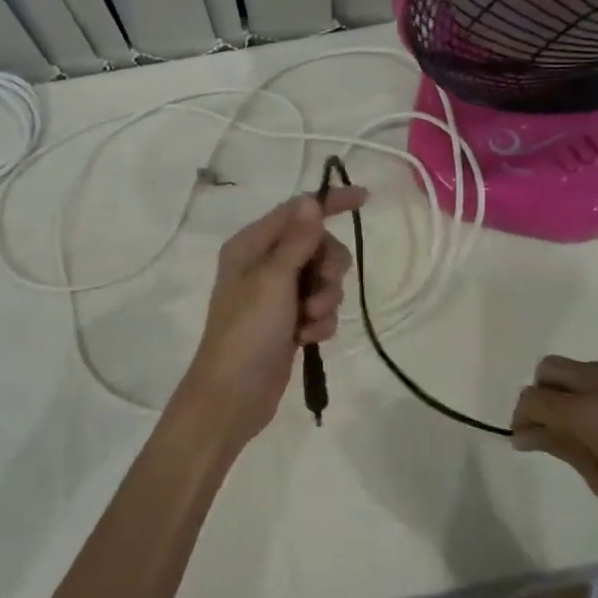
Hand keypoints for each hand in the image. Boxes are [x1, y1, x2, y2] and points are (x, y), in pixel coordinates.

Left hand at [174, 188, 366, 446]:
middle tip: (318, 290)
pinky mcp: (290, 322)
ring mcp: (277, 295)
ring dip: (325, 300)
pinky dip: (319, 322)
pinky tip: (307, 340)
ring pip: (324, 279)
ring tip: (308, 322)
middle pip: (318, 246)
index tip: (365, 200)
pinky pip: (321, 309)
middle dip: (328, 268)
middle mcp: (264, 264)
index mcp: (252, 245)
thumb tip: (311, 201)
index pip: (298, 210)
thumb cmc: (247, 332)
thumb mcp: (273, 280)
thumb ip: (297, 240)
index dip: (330, 203)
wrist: (232, 397)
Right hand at [510, 357, 597, 540]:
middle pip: (552, 367)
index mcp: (590, 413)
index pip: (534, 398)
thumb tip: (526, 433)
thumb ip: (564, 448)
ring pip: (588, 368)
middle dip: (544, 392)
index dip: (522, 416)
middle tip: (556, 423)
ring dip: (582, 390)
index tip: (527, 437)